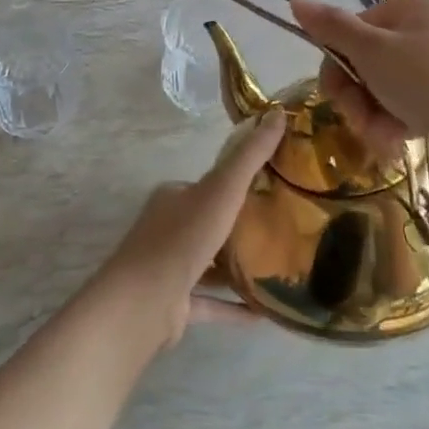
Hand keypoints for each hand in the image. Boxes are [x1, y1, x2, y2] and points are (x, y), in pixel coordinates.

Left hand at [96, 109, 286, 348]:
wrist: (145, 301)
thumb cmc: (184, 238)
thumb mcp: (222, 189)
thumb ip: (250, 156)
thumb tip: (278, 114)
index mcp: (173, 198)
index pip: (208, 185)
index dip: (237, 185)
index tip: (273, 189)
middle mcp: (167, 229)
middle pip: (209, 223)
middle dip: (240, 227)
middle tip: (283, 230)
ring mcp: (168, 269)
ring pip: (209, 264)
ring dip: (237, 268)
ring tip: (278, 269)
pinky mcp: (174, 304)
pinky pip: (210, 302)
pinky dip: (234, 307)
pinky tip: (264, 314)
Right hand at [291, 0, 428, 158]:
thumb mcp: (373, 52)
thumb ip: (331, 27)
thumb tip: (295, 1)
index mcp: (416, 2)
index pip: (355, 29)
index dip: (339, 66)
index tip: (336, 98)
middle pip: (371, 60)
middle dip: (359, 98)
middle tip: (361, 123)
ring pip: (389, 86)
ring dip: (376, 115)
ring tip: (386, 140)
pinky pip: (415, 102)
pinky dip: (402, 122)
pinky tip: (403, 142)